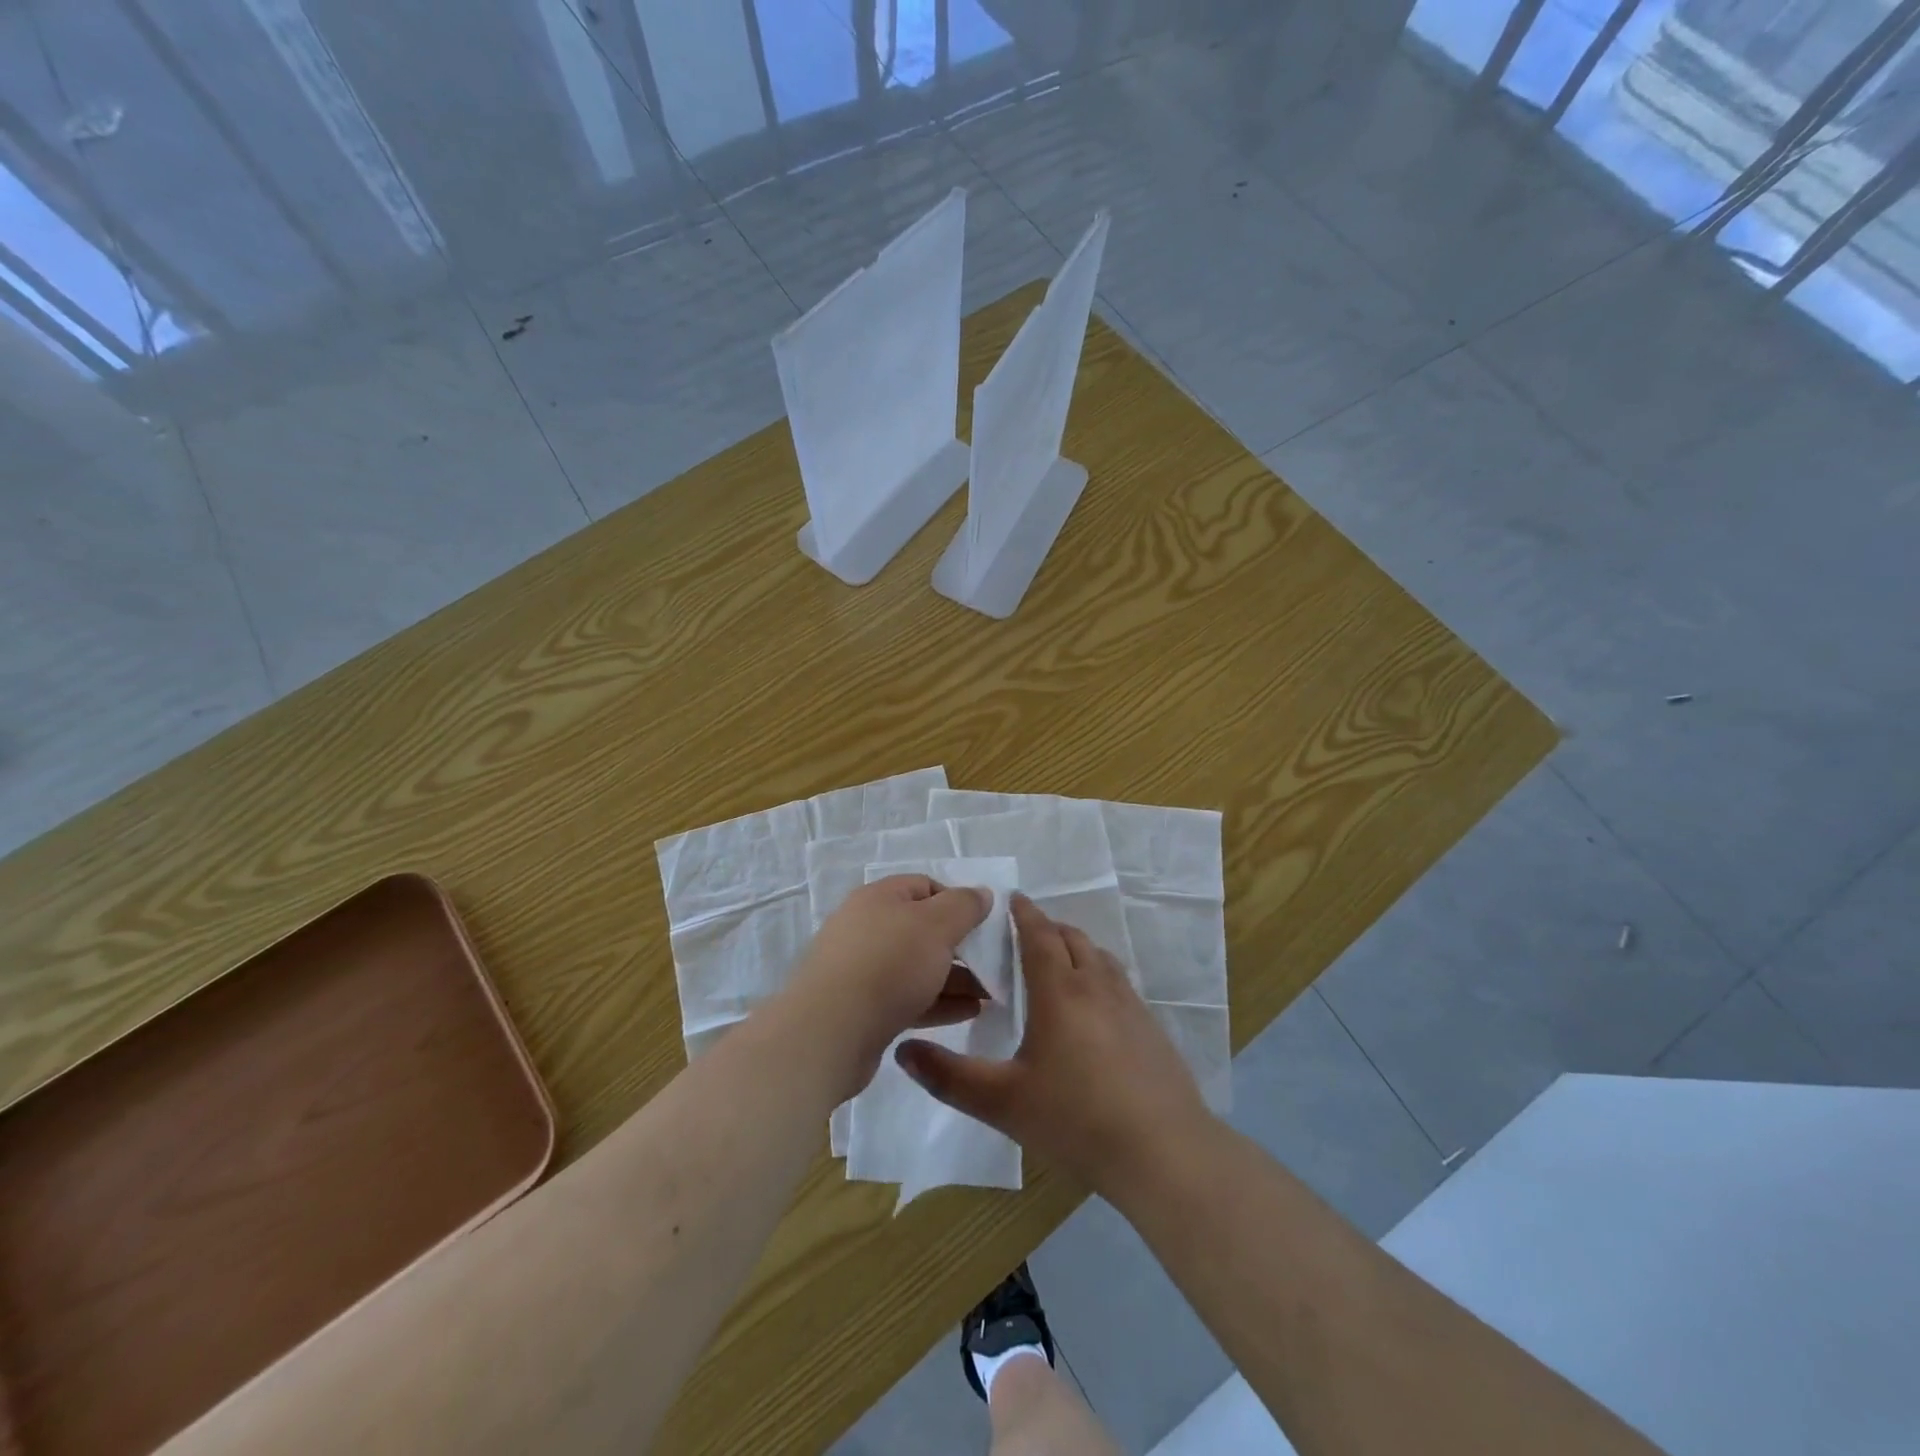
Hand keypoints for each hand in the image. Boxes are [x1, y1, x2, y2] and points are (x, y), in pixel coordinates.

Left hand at [786, 875, 990, 1095]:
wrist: (828, 1032)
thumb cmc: (888, 964)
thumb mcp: (936, 925)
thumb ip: (964, 906)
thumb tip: (981, 893)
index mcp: (879, 897)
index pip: (925, 886)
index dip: (958, 901)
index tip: (984, 925)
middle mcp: (866, 927)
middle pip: (922, 929)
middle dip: (960, 946)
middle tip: (992, 965)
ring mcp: (861, 970)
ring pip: (917, 967)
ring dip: (954, 978)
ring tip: (990, 995)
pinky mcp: (862, 1009)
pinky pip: (908, 998)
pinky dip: (938, 1002)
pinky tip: (968, 1013)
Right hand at [895, 895, 1210, 1198]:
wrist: (1164, 1151)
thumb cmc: (1076, 1119)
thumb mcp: (1002, 1102)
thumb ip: (949, 1077)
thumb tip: (902, 1051)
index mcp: (1059, 991)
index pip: (1039, 935)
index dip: (1024, 913)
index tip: (1011, 898)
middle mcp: (1096, 986)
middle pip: (1072, 938)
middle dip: (1048, 927)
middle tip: (1025, 932)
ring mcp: (1129, 1004)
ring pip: (1099, 957)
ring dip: (1075, 947)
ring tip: (1058, 961)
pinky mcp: (1150, 1027)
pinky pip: (1119, 981)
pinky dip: (1098, 973)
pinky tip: (1093, 1005)